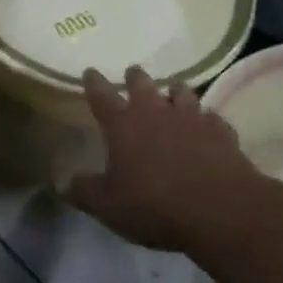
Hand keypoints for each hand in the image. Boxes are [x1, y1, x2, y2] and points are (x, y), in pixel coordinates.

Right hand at [65, 66, 260, 255]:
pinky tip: (207, 126)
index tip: (90, 71)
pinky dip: (206, 119)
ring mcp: (191, 118)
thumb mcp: (108, 206)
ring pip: (181, 92)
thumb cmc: (154, 205)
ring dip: (174, 91)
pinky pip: (211, 118)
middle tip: (132, 73)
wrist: (219, 211)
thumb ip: (83, 191)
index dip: (94, 82)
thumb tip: (61, 182)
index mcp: (123, 123)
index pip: (101, 94)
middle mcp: (155, 111)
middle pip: (142, 83)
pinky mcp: (220, 132)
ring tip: (172, 91)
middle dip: (135, 77)